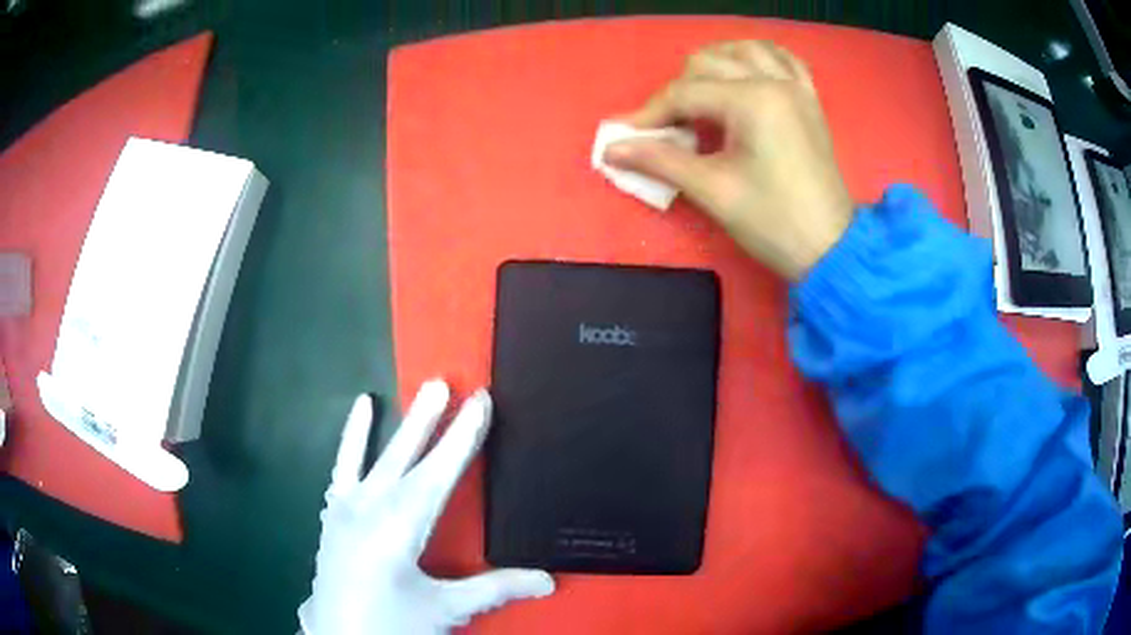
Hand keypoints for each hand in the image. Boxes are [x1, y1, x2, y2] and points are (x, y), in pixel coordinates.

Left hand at [298, 380, 554, 634]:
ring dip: (403, 424)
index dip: (461, 439)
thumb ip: (494, 588)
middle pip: (406, 458)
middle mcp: (369, 508)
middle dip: (432, 421)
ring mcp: (346, 507)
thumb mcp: (444, 608)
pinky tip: (361, 409)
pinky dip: (353, 437)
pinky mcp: (334, 512)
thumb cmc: (392, 624)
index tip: (480, 403)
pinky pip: (343, 466)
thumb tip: (548, 579)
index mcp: (398, 529)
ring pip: (379, 456)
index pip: (437, 475)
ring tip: (424, 389)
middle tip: (450, 384)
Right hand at [606, 41, 853, 280]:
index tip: (626, 138)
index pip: (685, 93)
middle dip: (679, 90)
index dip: (650, 114)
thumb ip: (660, 161)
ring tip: (698, 93)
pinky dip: (759, 58)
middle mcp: (775, 81)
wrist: (830, 249)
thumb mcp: (712, 190)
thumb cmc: (773, 222)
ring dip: (715, 63)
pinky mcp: (809, 101)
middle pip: (709, 62)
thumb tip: (612, 148)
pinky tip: (745, 72)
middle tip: (666, 129)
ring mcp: (796, 88)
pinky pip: (784, 60)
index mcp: (753, 100)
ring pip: (745, 50)